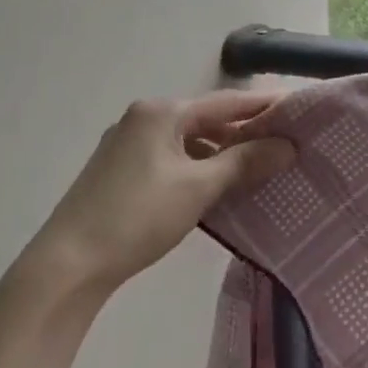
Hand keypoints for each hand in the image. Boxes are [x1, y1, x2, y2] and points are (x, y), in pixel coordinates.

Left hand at [27, 89, 295, 297]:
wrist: (66, 266)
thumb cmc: (137, 217)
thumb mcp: (199, 187)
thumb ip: (246, 162)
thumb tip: (288, 146)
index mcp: (161, 112)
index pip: (226, 101)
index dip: (265, 105)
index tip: (300, 108)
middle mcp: (143, 118)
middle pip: (207, 118)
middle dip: (246, 130)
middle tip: (287, 140)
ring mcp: (128, 145)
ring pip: (190, 140)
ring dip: (224, 150)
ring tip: (260, 165)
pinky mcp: (121, 171)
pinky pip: (174, 157)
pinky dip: (200, 165)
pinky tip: (219, 184)